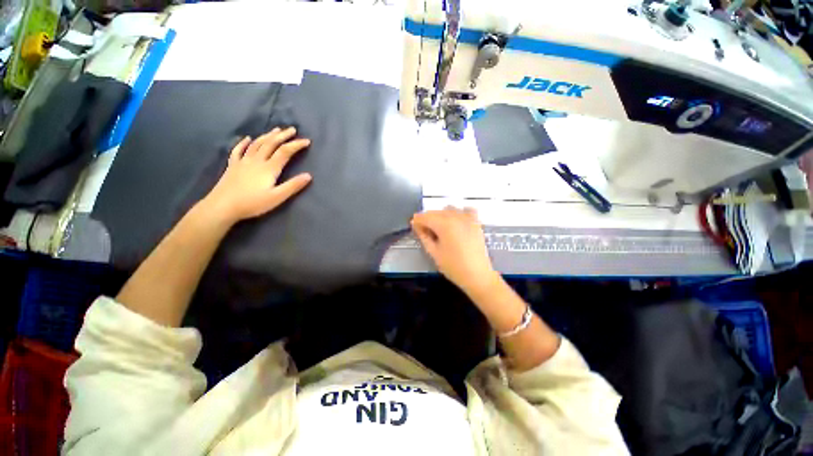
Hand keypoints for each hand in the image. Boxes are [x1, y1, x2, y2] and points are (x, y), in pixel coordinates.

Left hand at [200, 127, 311, 225]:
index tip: (306, 141)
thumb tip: (308, 176)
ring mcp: (243, 161)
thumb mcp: (277, 197)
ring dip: (267, 136)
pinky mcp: (233, 165)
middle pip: (271, 144)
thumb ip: (293, 186)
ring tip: (276, 130)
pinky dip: (244, 143)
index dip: (296, 145)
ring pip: (257, 144)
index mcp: (269, 168)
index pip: (285, 152)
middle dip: (283, 136)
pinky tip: (247, 138)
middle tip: (292, 129)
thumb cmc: (252, 203)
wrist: (223, 206)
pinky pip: (238, 150)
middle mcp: (257, 161)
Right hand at [410, 207, 497, 294]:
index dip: (417, 221)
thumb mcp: (434, 252)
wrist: (477, 275)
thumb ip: (424, 236)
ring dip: (441, 215)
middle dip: (427, 219)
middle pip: (436, 212)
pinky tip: (455, 222)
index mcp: (444, 224)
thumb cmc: (453, 266)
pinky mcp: (476, 223)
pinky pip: (466, 211)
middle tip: (424, 231)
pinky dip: (458, 213)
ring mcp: (468, 218)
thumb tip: (417, 226)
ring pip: (449, 209)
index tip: (413, 226)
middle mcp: (456, 217)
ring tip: (439, 228)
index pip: (425, 217)